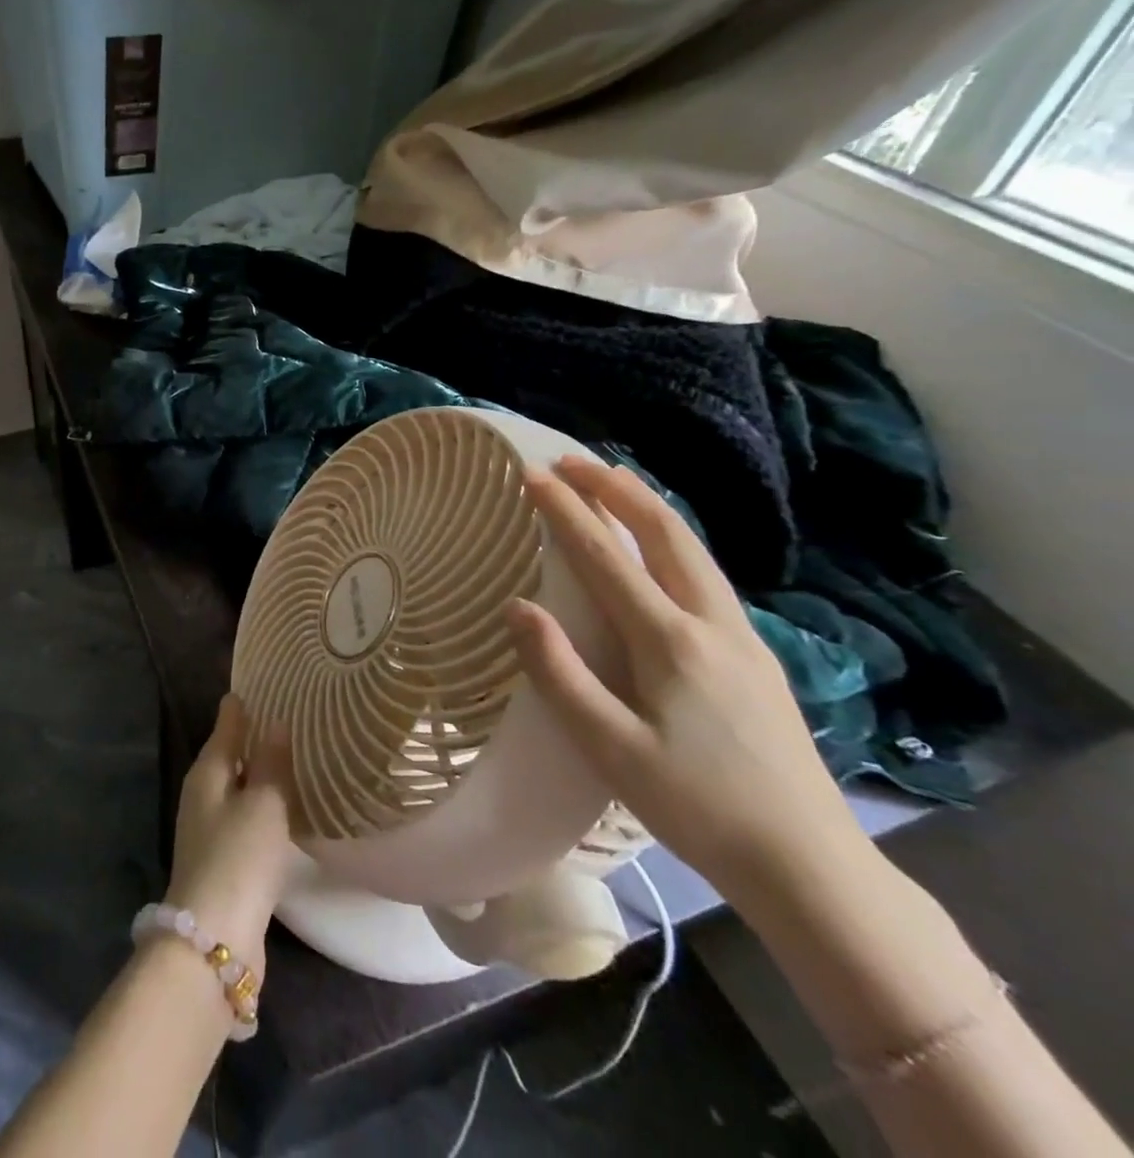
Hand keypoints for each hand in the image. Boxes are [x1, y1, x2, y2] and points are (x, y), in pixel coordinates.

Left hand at [163, 694, 293, 976]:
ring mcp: (210, 831)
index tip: (259, 686)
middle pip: (229, 757)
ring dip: (260, 776)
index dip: (241, 708)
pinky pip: (246, 820)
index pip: (225, 727)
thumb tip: (276, 723)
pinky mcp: (224, 862)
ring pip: (238, 790)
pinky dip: (263, 808)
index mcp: (206, 773)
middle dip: (252, 739)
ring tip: (293, 760)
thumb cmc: (239, 857)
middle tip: (287, 719)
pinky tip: (285, 811)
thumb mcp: (263, 804)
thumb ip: (272, 763)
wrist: (215, 939)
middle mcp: (202, 796)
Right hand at [506, 457, 871, 906]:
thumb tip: (518, 606)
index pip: (606, 557)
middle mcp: (711, 624)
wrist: (807, 863)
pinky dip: (671, 541)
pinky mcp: (756, 658)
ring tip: (613, 485)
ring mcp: (742, 638)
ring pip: (693, 550)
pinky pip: (705, 575)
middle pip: (665, 533)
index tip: (531, 475)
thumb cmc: (696, 805)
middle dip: (616, 489)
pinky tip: (659, 553)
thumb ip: (559, 672)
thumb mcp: (610, 747)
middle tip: (572, 462)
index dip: (566, 511)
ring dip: (648, 508)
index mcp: (671, 642)